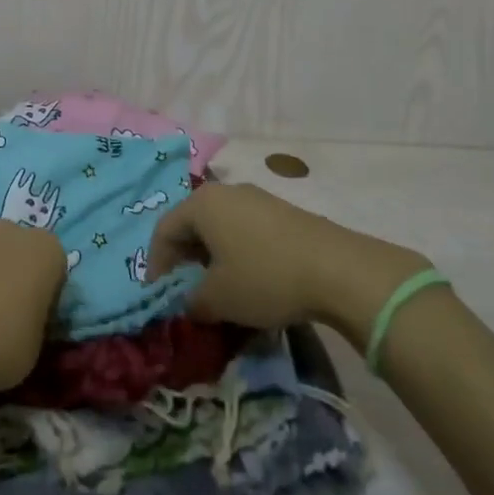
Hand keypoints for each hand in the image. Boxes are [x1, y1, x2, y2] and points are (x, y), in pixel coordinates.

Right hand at [147, 182, 430, 334]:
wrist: (337, 269)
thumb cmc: (264, 277)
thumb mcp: (218, 299)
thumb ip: (191, 301)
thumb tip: (189, 303)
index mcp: (201, 204)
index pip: (164, 230)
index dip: (156, 264)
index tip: (158, 294)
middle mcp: (226, 191)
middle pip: (191, 223)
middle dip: (183, 257)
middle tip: (183, 288)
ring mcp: (257, 198)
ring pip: (220, 225)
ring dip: (211, 255)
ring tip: (216, 286)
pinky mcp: (282, 211)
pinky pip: (245, 229)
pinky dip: (236, 251)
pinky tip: (248, 277)